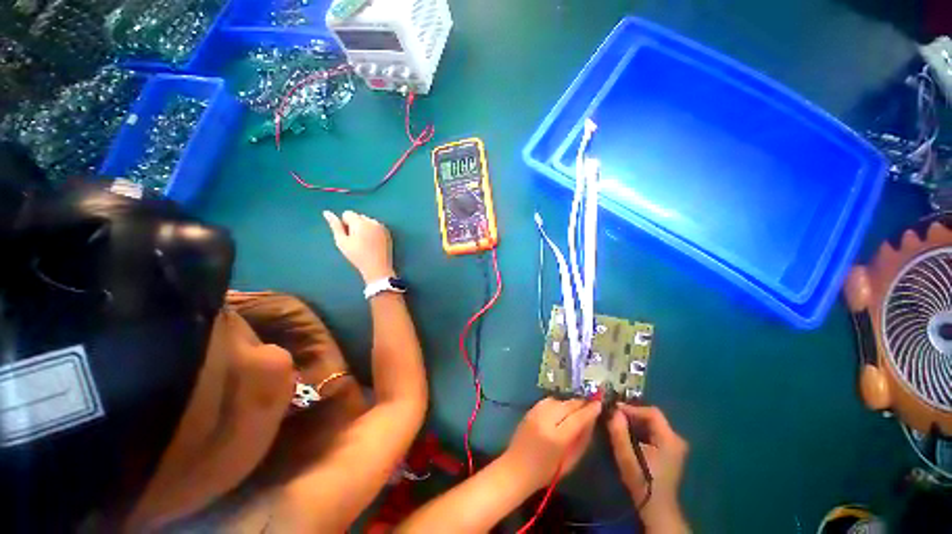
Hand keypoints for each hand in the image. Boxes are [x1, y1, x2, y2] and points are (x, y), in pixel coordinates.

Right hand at [323, 211, 394, 281]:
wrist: (377, 267)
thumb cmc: (357, 256)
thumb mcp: (342, 242)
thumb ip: (335, 226)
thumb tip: (327, 212)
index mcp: (360, 222)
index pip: (347, 214)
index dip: (344, 224)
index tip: (348, 236)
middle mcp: (372, 221)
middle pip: (359, 217)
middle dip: (355, 225)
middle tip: (356, 240)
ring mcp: (382, 227)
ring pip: (368, 221)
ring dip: (365, 227)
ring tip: (365, 243)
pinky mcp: (388, 233)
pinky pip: (377, 227)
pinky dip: (373, 231)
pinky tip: (373, 243)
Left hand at [500, 398, 601, 491]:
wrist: (516, 468)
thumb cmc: (546, 472)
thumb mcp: (570, 462)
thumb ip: (582, 441)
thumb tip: (591, 422)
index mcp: (557, 437)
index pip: (577, 418)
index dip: (590, 410)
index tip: (599, 404)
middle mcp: (545, 420)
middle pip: (567, 405)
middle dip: (580, 403)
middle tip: (590, 403)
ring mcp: (535, 413)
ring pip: (557, 400)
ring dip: (568, 403)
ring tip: (576, 408)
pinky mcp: (529, 410)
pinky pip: (547, 401)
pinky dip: (557, 403)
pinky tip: (561, 409)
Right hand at [607, 404, 688, 531]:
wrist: (657, 509)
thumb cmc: (642, 482)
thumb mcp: (627, 458)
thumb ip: (619, 433)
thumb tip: (614, 412)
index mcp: (669, 439)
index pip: (651, 412)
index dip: (631, 408)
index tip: (614, 410)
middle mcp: (676, 439)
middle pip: (652, 417)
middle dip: (632, 415)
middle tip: (613, 416)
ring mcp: (675, 445)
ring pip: (652, 424)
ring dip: (634, 422)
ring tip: (617, 423)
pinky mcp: (670, 450)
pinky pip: (653, 432)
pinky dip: (640, 430)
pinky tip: (628, 435)